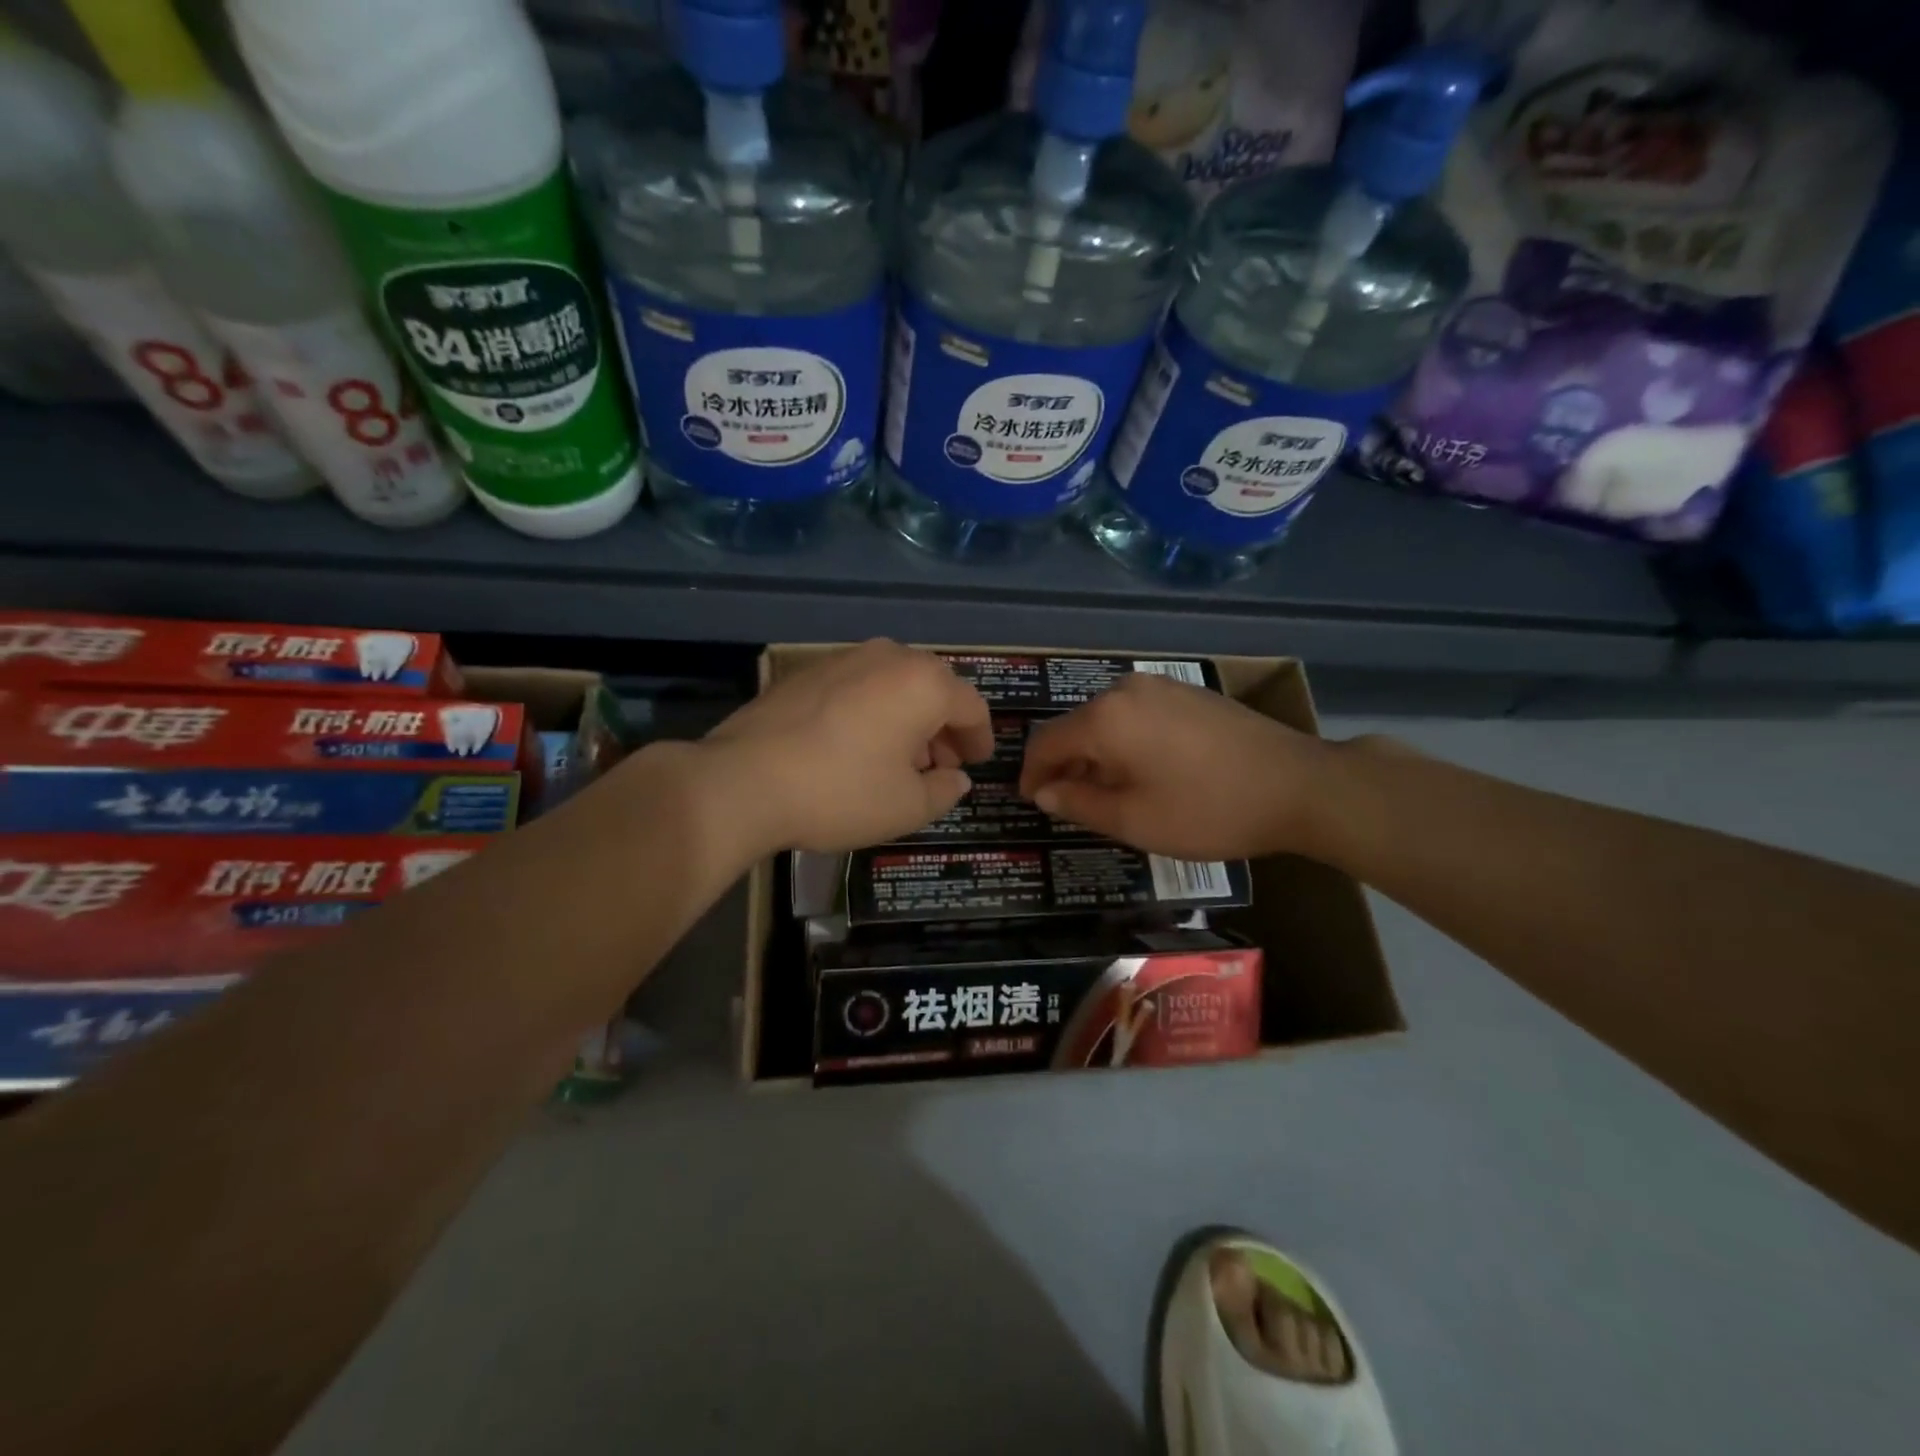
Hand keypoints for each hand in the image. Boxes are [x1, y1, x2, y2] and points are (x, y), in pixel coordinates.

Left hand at [702, 639, 993, 853]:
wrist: (744, 781)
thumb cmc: (841, 792)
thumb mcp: (906, 807)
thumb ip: (943, 791)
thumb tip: (956, 778)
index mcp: (923, 684)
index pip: (970, 706)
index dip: (980, 738)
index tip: (977, 762)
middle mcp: (888, 657)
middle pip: (933, 688)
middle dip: (943, 727)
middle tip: (940, 764)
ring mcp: (843, 659)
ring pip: (893, 685)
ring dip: (907, 719)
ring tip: (899, 759)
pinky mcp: (807, 672)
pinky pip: (858, 687)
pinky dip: (872, 712)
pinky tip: (857, 747)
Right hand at [1018, 673, 1331, 860]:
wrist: (1299, 784)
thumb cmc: (1207, 809)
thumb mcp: (1134, 819)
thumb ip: (1078, 803)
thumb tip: (1043, 792)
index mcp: (1104, 718)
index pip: (1045, 741)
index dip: (1031, 773)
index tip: (1031, 801)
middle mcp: (1125, 690)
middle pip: (1076, 727)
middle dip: (1065, 765)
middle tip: (1068, 803)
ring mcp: (1160, 686)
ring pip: (1107, 720)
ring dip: (1096, 754)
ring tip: (1107, 792)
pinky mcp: (1187, 692)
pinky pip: (1136, 714)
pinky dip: (1125, 742)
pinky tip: (1144, 771)